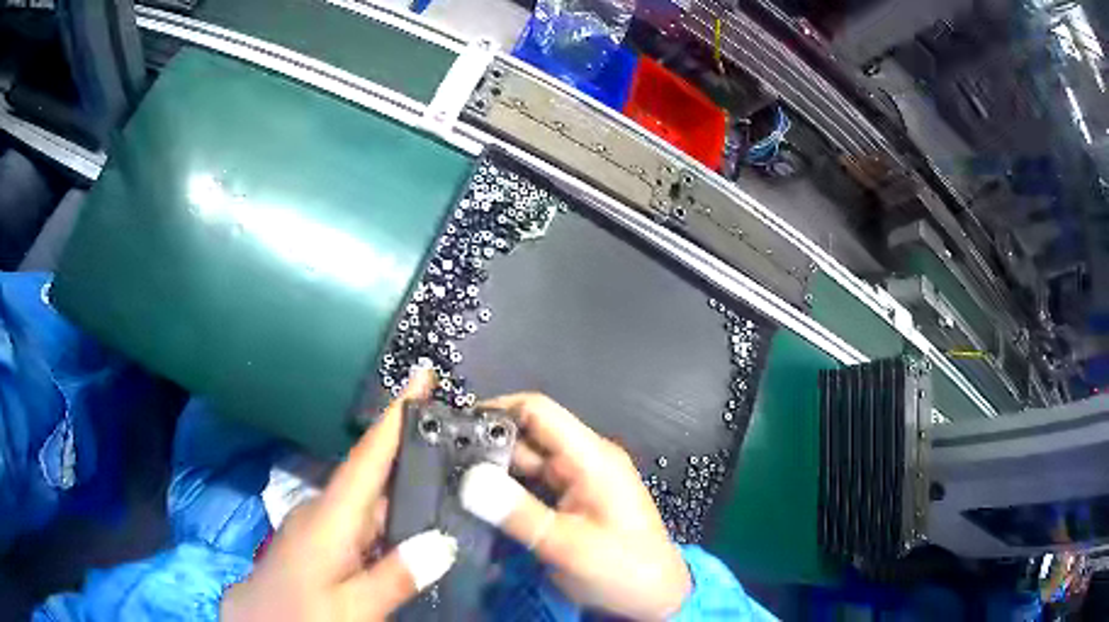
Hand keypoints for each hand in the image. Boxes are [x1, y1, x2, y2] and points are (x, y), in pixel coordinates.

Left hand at [221, 367, 456, 620]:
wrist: (258, 621)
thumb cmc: (299, 613)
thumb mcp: (351, 607)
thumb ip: (394, 577)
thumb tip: (443, 543)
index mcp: (331, 518)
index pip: (368, 458)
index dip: (395, 416)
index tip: (421, 375)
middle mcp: (327, 511)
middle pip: (376, 475)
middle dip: (414, 451)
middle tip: (462, 438)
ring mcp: (323, 525)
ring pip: (372, 500)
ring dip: (406, 487)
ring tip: (452, 478)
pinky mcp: (324, 540)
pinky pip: (365, 520)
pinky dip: (392, 515)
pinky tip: (417, 526)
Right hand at [460, 394, 690, 619]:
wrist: (654, 598)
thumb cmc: (622, 569)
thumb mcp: (567, 545)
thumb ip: (517, 512)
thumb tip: (468, 478)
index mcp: (591, 458)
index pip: (538, 411)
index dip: (496, 411)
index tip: (454, 427)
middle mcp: (583, 461)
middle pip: (527, 438)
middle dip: (486, 447)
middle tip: (442, 464)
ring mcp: (578, 483)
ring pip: (526, 465)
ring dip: (493, 473)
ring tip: (450, 484)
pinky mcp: (571, 503)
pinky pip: (533, 488)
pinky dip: (507, 493)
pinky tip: (479, 504)